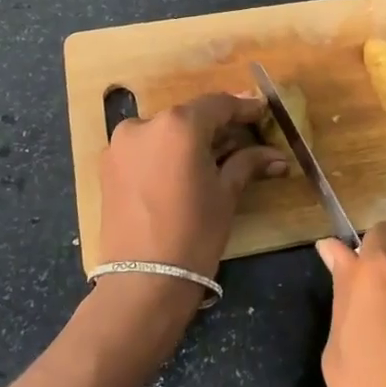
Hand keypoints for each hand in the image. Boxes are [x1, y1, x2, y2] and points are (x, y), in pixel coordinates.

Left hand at [99, 92, 285, 285]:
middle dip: (217, 126)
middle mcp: (145, 123)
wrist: (143, 282)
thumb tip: (277, 156)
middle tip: (244, 137)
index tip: (262, 112)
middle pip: (190, 116)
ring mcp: (121, 144)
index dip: (243, 107)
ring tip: (215, 157)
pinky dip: (166, 153)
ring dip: (190, 140)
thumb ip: (247, 163)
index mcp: (178, 125)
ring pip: (165, 131)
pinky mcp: (108, 165)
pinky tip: (184, 169)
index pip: (218, 104)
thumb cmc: (194, 233)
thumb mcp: (226, 194)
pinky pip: (146, 148)